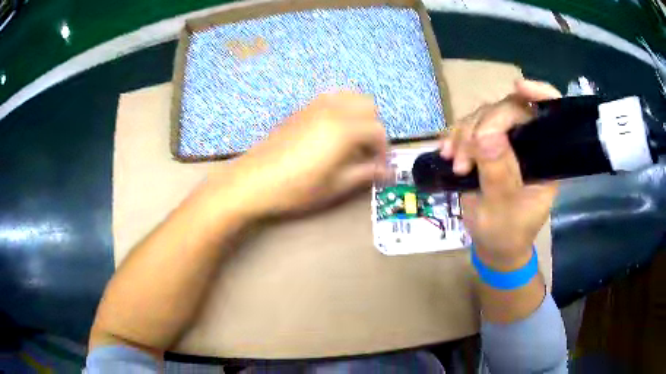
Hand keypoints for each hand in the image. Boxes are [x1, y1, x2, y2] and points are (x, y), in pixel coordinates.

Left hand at [224, 91, 389, 218]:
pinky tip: (332, 131)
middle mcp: (333, 109)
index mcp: (344, 129)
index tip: (379, 167)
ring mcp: (315, 105)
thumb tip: (387, 172)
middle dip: (373, 127)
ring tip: (352, 139)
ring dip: (358, 114)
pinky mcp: (301, 109)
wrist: (253, 180)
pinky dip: (341, 108)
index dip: (383, 150)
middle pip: (368, 106)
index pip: (378, 130)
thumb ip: (365, 174)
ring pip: (350, 96)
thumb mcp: (335, 186)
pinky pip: (330, 98)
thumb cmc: (296, 188)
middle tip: (366, 151)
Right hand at [440, 80, 561, 269]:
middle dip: (484, 126)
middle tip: (463, 158)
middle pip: (510, 109)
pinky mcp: (486, 146)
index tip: (518, 87)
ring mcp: (506, 143)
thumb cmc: (505, 233)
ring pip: (485, 115)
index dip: (540, 94)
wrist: (492, 245)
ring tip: (455, 163)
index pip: (549, 115)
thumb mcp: (502, 210)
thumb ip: (498, 174)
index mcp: (545, 158)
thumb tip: (485, 135)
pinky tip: (445, 152)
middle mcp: (528, 144)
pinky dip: (455, 136)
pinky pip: (469, 127)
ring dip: (465, 134)